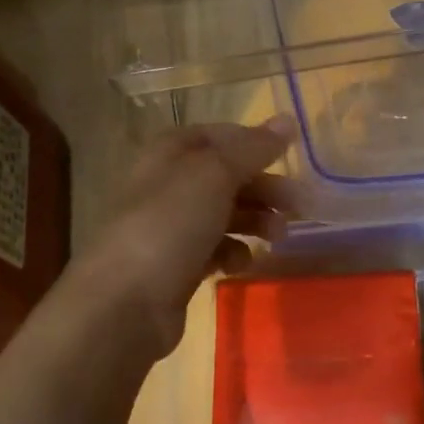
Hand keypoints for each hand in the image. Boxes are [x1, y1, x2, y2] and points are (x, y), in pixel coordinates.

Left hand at [69, 118, 300, 360]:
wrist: (124, 303)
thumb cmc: (170, 224)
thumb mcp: (215, 175)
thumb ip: (253, 148)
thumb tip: (288, 120)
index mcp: (169, 153)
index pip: (217, 135)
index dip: (253, 143)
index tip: (287, 157)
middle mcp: (167, 184)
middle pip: (225, 176)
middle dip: (263, 187)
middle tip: (299, 204)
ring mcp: (170, 227)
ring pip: (224, 214)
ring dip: (256, 220)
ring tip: (279, 236)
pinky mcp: (176, 266)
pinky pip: (214, 250)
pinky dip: (234, 252)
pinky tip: (242, 263)